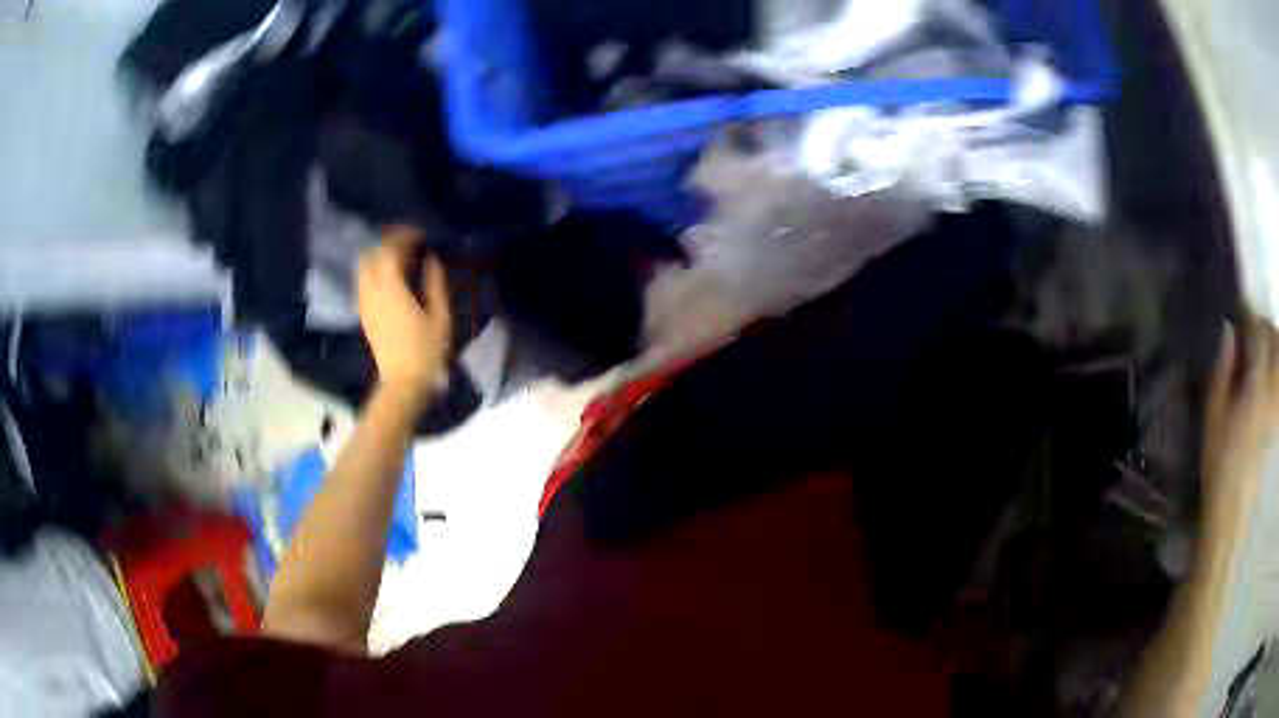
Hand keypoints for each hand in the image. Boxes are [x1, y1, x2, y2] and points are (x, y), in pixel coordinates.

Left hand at [356, 226, 451, 399]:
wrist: (403, 384)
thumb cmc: (427, 352)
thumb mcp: (440, 317)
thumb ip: (435, 284)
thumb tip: (432, 259)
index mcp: (392, 290)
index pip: (390, 251)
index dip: (404, 237)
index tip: (420, 234)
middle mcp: (373, 292)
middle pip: (372, 255)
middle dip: (388, 242)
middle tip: (409, 240)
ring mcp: (365, 303)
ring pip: (364, 267)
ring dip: (379, 255)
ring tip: (399, 255)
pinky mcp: (364, 314)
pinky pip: (363, 282)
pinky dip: (373, 270)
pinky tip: (389, 275)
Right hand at [1202, 314, 1278, 509]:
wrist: (1232, 508)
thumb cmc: (1220, 461)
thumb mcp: (1213, 416)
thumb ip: (1223, 370)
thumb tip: (1228, 329)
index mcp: (1256, 386)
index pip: (1259, 335)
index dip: (1250, 317)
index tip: (1239, 312)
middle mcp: (1271, 390)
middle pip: (1274, 342)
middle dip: (1265, 327)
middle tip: (1252, 327)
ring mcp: (1276, 405)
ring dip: (1273, 345)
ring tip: (1262, 346)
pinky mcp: (1276, 418)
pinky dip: (1276, 368)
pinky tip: (1270, 372)